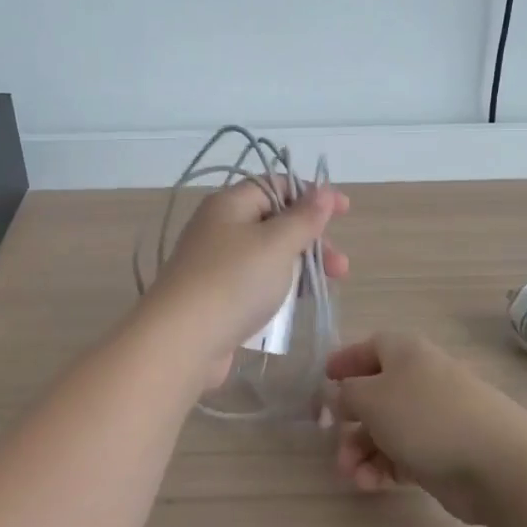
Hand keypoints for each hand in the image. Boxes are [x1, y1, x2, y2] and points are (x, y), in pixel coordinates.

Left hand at [145, 179, 348, 385]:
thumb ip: (304, 217)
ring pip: (269, 255)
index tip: (344, 211)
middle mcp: (220, 228)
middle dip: (312, 239)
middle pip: (275, 222)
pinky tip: (297, 304)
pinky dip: (280, 288)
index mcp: (230, 204)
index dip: (311, 194)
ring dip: (301, 266)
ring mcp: (216, 264)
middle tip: (339, 265)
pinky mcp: (217, 297)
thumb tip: (323, 191)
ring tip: (327, 288)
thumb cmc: (234, 281)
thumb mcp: (277, 244)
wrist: (182, 341)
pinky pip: (256, 283)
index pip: (275, 185)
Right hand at [328, 333, 526, 524]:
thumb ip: (346, 394)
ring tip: (352, 475)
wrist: (497, 463)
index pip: (370, 347)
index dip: (345, 360)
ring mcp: (433, 417)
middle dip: (349, 420)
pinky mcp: (442, 453)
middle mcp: (419, 379)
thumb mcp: (372, 398)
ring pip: (386, 429)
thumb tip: (340, 395)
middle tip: (332, 443)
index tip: (323, 380)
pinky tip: (371, 484)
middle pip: (374, 394)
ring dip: (361, 451)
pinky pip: (402, 455)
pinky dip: (383, 467)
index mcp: (405, 353)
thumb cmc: (426, 416)